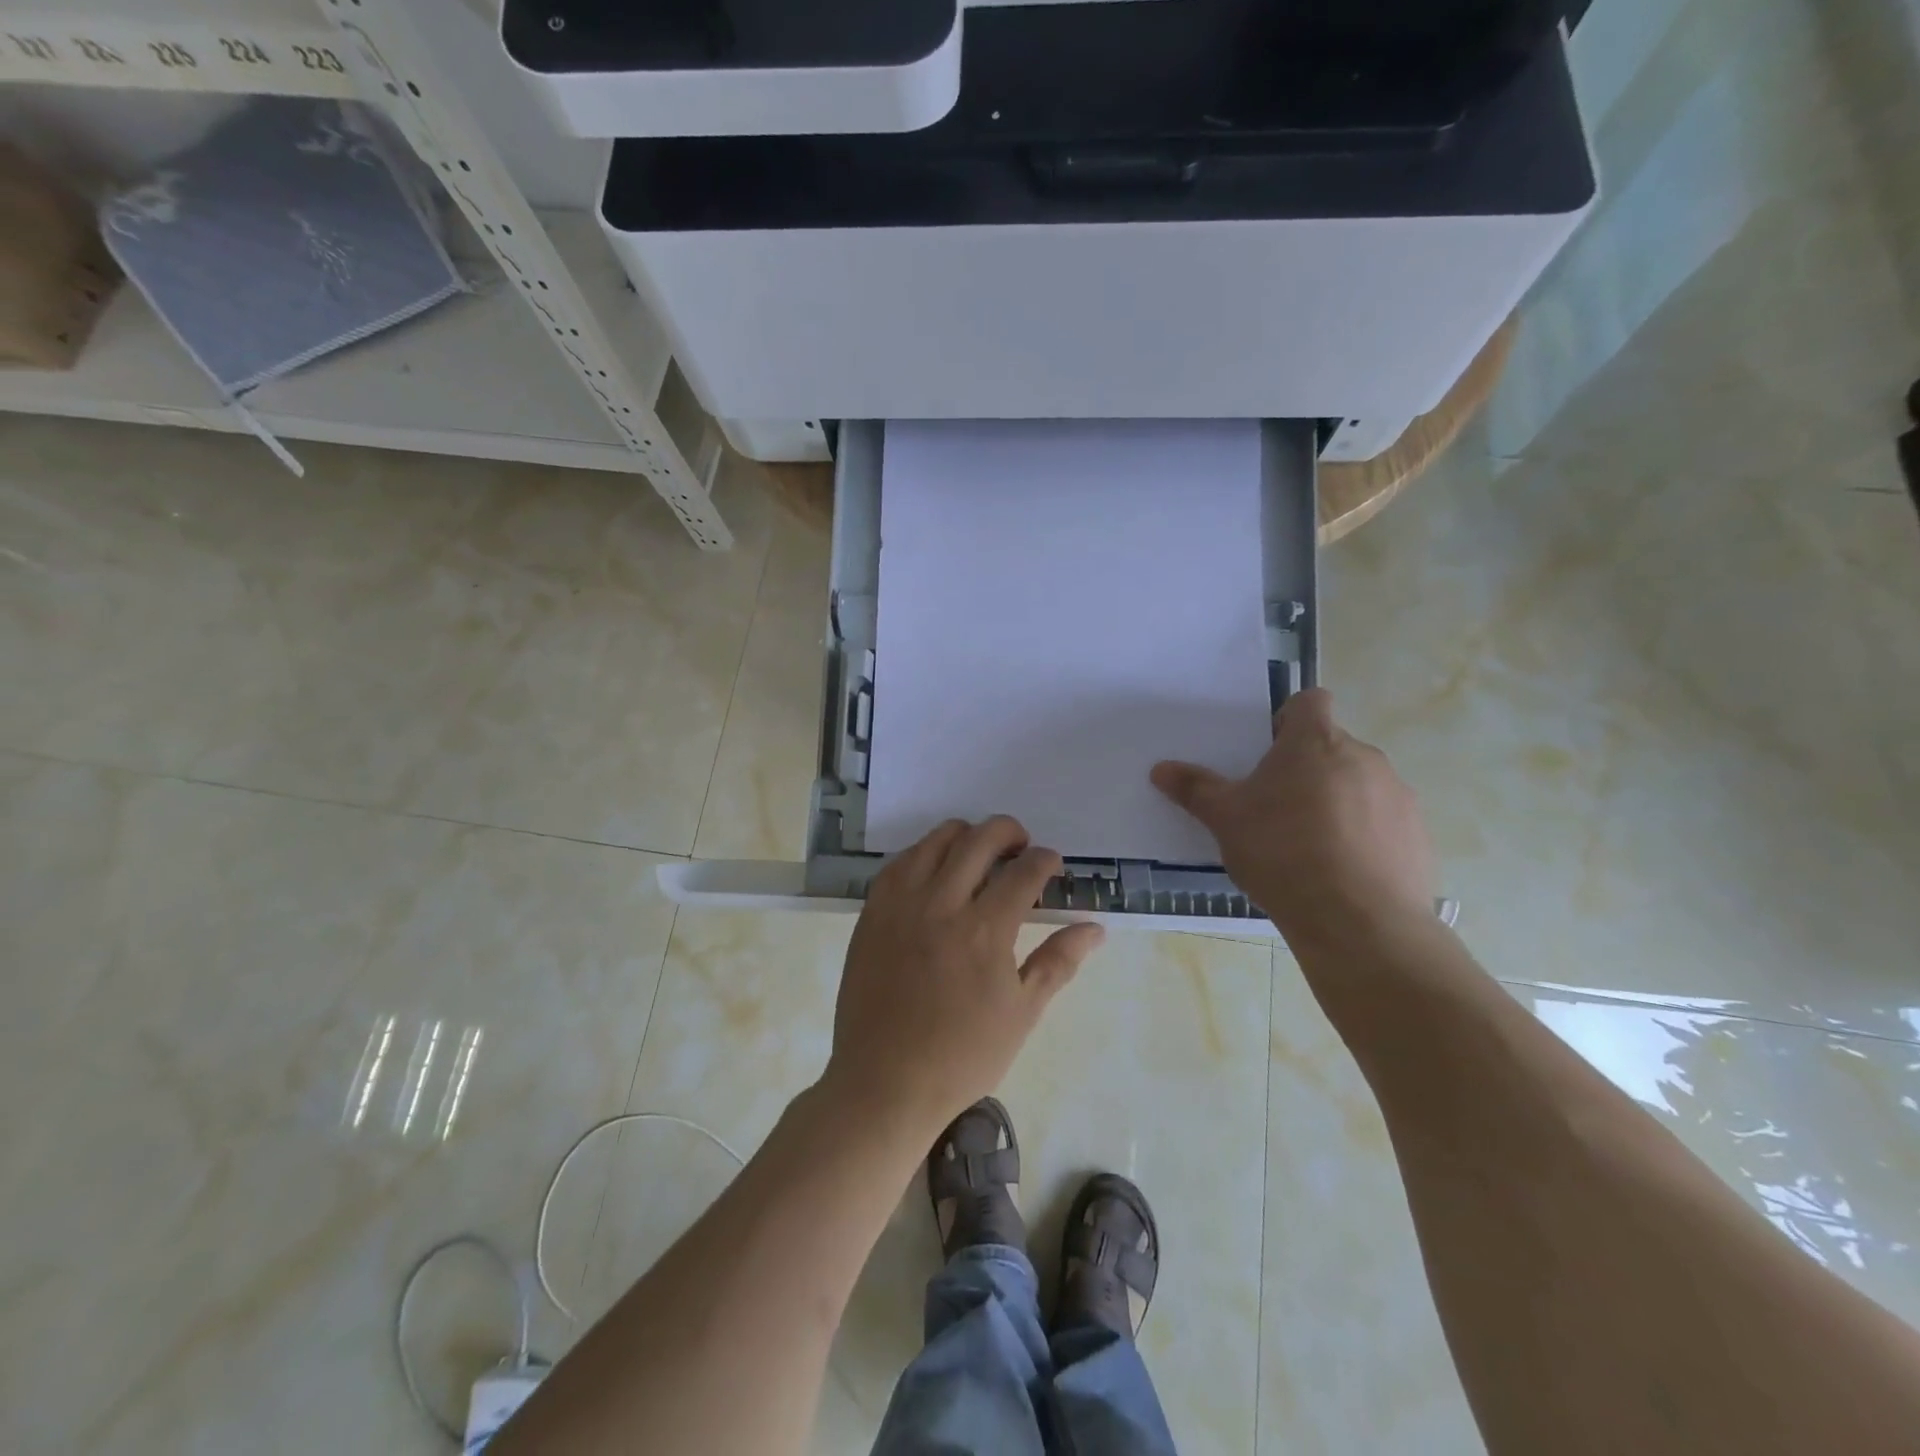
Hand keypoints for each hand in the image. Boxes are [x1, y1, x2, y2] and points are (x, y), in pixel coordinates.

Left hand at [823, 816, 1104, 1136]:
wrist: (885, 1081)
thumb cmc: (962, 1055)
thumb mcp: (1022, 1013)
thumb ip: (1058, 962)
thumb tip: (1094, 928)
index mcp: (984, 930)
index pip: (1024, 871)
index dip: (1045, 860)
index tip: (1051, 865)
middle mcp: (941, 904)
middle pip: (980, 839)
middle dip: (1009, 832)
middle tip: (1021, 848)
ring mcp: (901, 904)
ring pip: (936, 840)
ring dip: (966, 836)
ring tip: (979, 855)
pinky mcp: (872, 912)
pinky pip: (900, 862)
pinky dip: (925, 853)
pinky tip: (936, 871)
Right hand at [1151, 688, 1434, 951]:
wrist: (1358, 920)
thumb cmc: (1282, 852)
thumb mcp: (1225, 820)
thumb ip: (1195, 789)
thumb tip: (1160, 769)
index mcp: (1315, 741)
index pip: (1310, 701)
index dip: (1288, 719)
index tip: (1268, 753)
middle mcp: (1363, 757)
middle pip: (1331, 747)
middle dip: (1306, 769)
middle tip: (1276, 808)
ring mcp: (1397, 795)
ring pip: (1359, 784)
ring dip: (1336, 802)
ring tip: (1309, 847)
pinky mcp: (1417, 835)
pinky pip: (1383, 822)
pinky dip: (1363, 836)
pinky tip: (1341, 872)